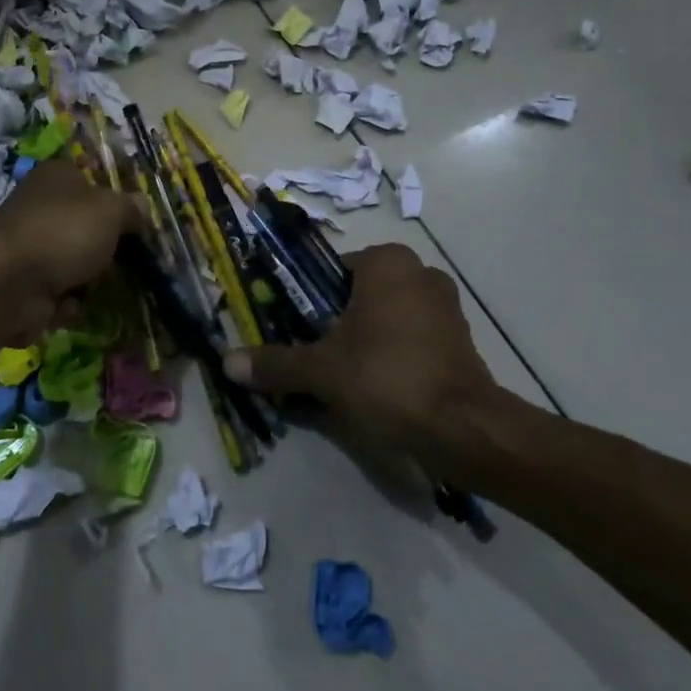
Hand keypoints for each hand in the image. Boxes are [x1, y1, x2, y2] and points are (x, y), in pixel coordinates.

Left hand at [0, 159, 145, 343]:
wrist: (6, 284)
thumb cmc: (63, 233)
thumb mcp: (111, 211)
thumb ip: (131, 208)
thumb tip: (142, 207)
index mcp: (58, 177)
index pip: (92, 179)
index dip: (115, 200)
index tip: (136, 222)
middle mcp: (41, 207)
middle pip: (86, 226)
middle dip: (106, 247)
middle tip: (128, 259)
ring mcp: (31, 247)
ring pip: (75, 263)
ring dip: (89, 280)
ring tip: (98, 286)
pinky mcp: (24, 285)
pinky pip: (59, 294)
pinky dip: (68, 303)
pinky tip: (69, 305)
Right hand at [225, 243, 524, 473]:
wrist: (463, 428)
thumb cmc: (386, 377)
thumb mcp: (321, 370)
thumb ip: (276, 363)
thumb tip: (227, 363)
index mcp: (386, 262)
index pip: (332, 271)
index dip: (309, 299)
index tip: (296, 329)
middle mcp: (420, 273)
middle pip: (360, 294)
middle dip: (336, 322)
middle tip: (314, 354)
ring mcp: (446, 306)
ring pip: (388, 317)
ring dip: (365, 340)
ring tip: (343, 376)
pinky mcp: (461, 340)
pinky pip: (413, 338)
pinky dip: (393, 355)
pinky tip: (377, 387)